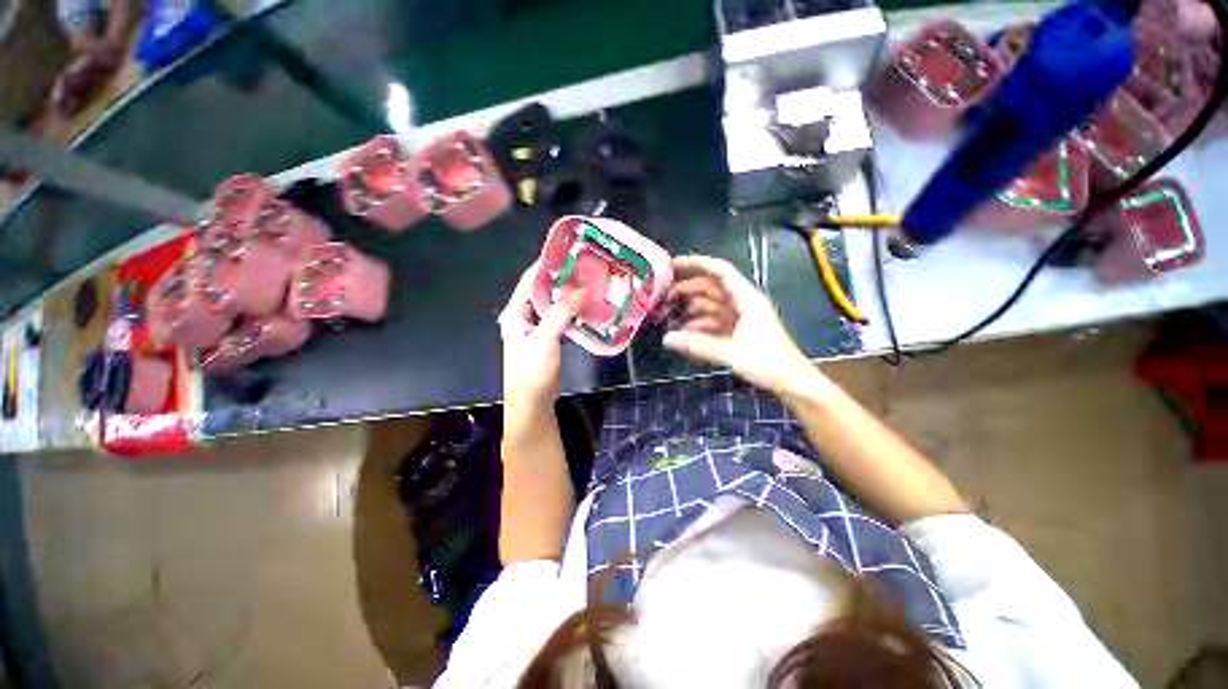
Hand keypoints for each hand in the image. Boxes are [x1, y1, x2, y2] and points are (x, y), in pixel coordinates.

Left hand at [498, 264, 585, 414]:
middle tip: (587, 268)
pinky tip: (588, 306)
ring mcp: (537, 327)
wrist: (533, 402)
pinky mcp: (549, 338)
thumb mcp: (544, 339)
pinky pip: (561, 318)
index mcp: (516, 312)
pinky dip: (573, 311)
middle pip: (544, 291)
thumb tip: (582, 289)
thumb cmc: (532, 370)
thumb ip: (561, 313)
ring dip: (569, 295)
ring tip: (591, 283)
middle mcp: (524, 316)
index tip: (569, 253)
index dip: (548, 265)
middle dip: (563, 279)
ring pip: (554, 304)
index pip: (531, 281)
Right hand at [663, 255, 821, 394]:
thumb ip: (697, 345)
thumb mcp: (730, 353)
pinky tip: (685, 332)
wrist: (792, 382)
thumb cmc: (768, 363)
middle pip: (712, 287)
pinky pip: (715, 321)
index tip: (673, 265)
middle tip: (664, 295)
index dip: (697, 263)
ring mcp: (741, 317)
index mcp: (747, 299)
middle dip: (689, 288)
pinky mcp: (739, 330)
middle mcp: (743, 303)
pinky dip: (700, 323)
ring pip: (712, 304)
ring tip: (670, 314)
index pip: (721, 271)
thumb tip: (666, 338)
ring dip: (692, 307)